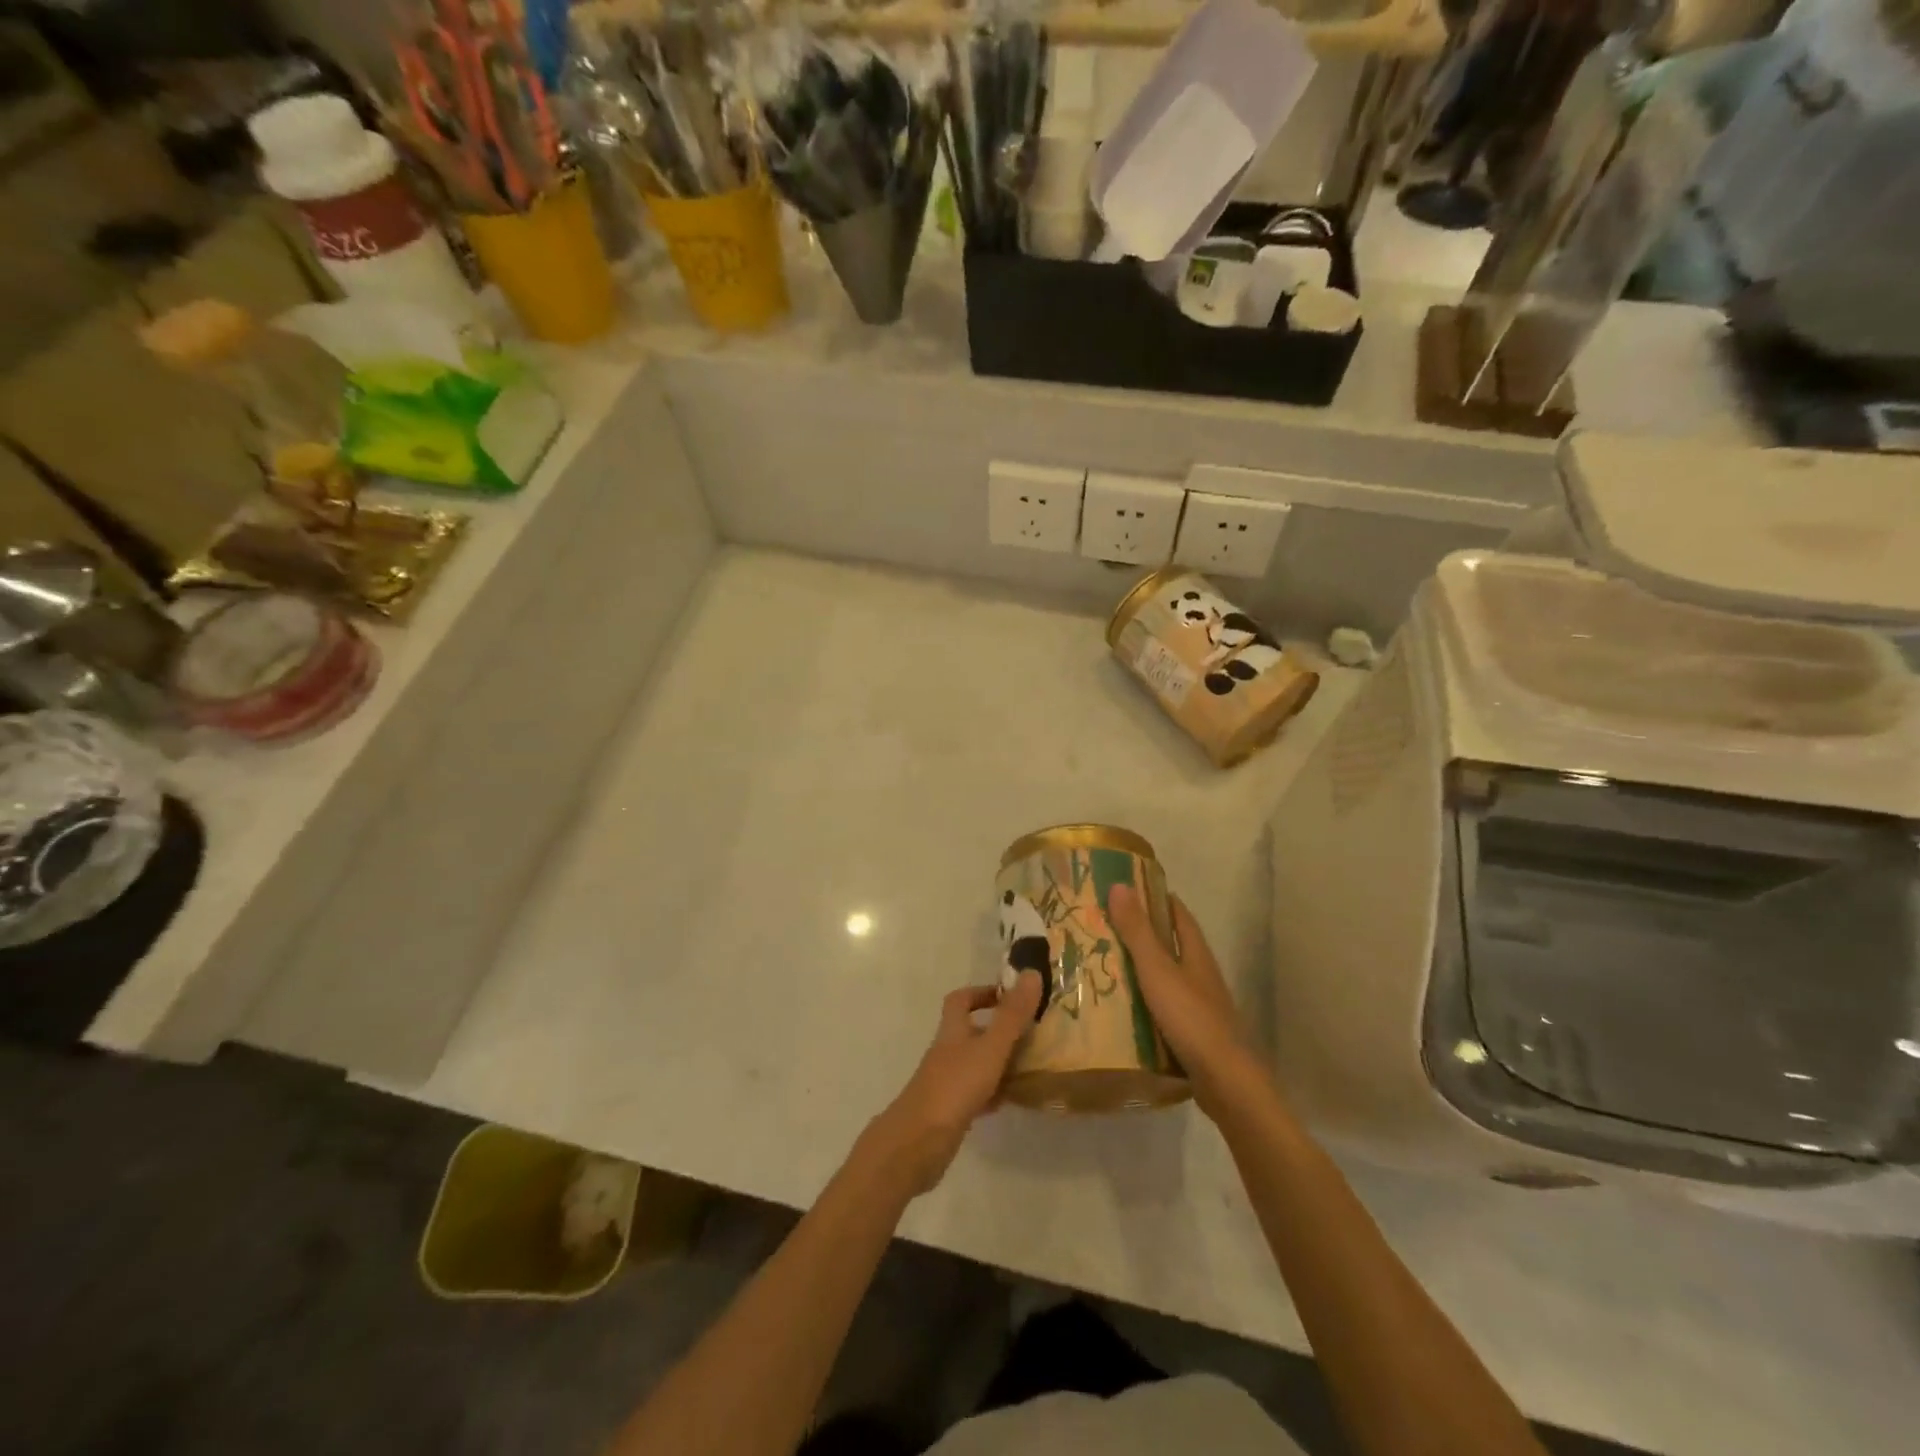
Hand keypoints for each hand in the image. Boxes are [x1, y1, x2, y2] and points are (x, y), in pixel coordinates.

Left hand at [866, 972, 1042, 1194]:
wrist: (918, 1142)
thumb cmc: (954, 1087)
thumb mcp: (990, 1047)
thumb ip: (1012, 1015)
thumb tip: (1032, 972)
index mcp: (952, 1031)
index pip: (961, 1000)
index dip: (982, 993)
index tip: (1009, 997)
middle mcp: (947, 1052)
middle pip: (970, 1032)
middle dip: (998, 1030)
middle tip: (1032, 1033)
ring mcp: (946, 1082)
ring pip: (976, 1063)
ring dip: (999, 1062)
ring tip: (1031, 1065)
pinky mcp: (950, 1111)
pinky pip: (975, 1094)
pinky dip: (993, 1093)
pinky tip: (1012, 1100)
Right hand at [1108, 885, 1265, 1120]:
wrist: (1225, 1081)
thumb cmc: (1191, 1017)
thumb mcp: (1157, 970)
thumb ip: (1137, 931)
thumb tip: (1119, 885)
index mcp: (1196, 954)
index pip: (1179, 915)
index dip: (1158, 898)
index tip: (1129, 888)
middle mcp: (1201, 975)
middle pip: (1173, 945)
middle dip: (1145, 933)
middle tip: (1106, 925)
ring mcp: (1200, 1006)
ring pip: (1168, 977)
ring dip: (1143, 969)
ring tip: (1106, 964)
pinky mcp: (1194, 1033)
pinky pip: (1165, 1007)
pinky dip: (1145, 1000)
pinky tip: (1123, 1007)